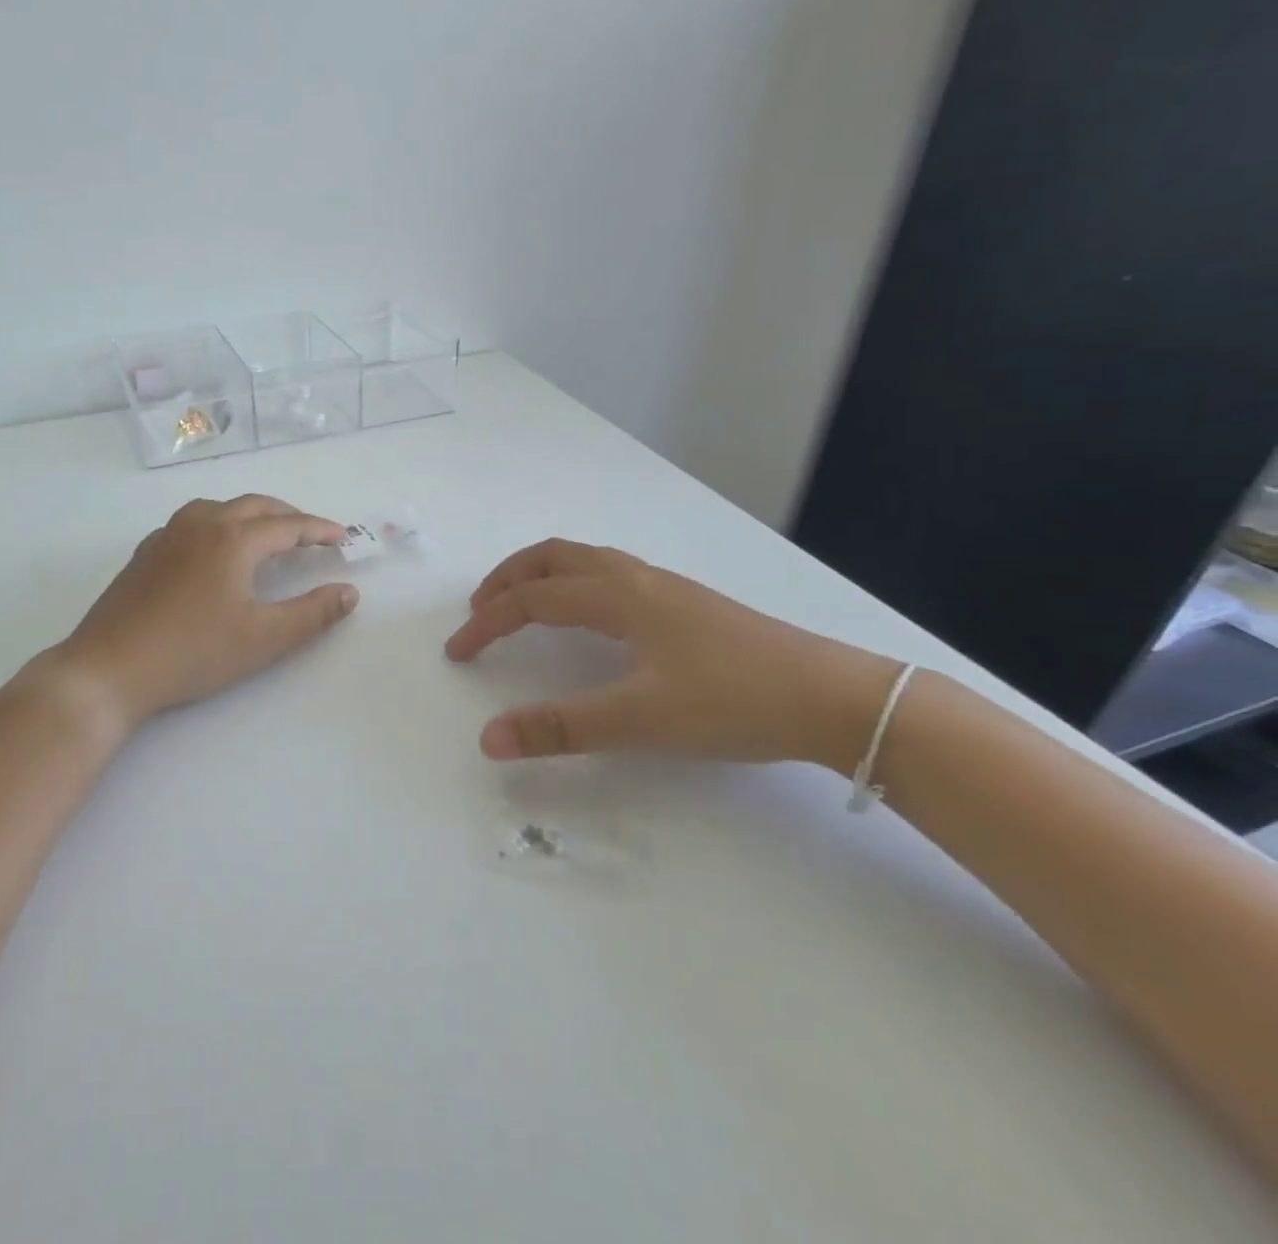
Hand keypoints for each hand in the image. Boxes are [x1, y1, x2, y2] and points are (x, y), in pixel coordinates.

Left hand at [47, 495, 359, 731]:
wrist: (108, 668)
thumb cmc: (193, 653)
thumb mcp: (263, 639)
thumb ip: (312, 614)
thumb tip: (349, 592)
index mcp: (233, 539)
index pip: (288, 525)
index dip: (319, 530)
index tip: (343, 537)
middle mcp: (200, 524)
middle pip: (254, 506)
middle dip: (288, 516)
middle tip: (312, 534)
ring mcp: (167, 535)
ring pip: (219, 509)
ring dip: (251, 515)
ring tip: (268, 536)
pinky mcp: (145, 553)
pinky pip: (192, 523)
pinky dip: (219, 526)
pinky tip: (215, 552)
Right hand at [444, 539, 900, 770]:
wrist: (837, 698)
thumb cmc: (732, 701)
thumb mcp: (640, 721)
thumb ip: (560, 728)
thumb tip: (488, 738)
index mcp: (619, 598)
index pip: (532, 599)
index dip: (488, 622)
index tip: (458, 651)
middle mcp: (638, 580)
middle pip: (555, 557)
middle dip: (509, 577)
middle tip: (481, 609)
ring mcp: (668, 589)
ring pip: (587, 561)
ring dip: (543, 576)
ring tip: (523, 607)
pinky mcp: (689, 606)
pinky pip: (613, 575)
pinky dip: (576, 584)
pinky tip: (591, 621)